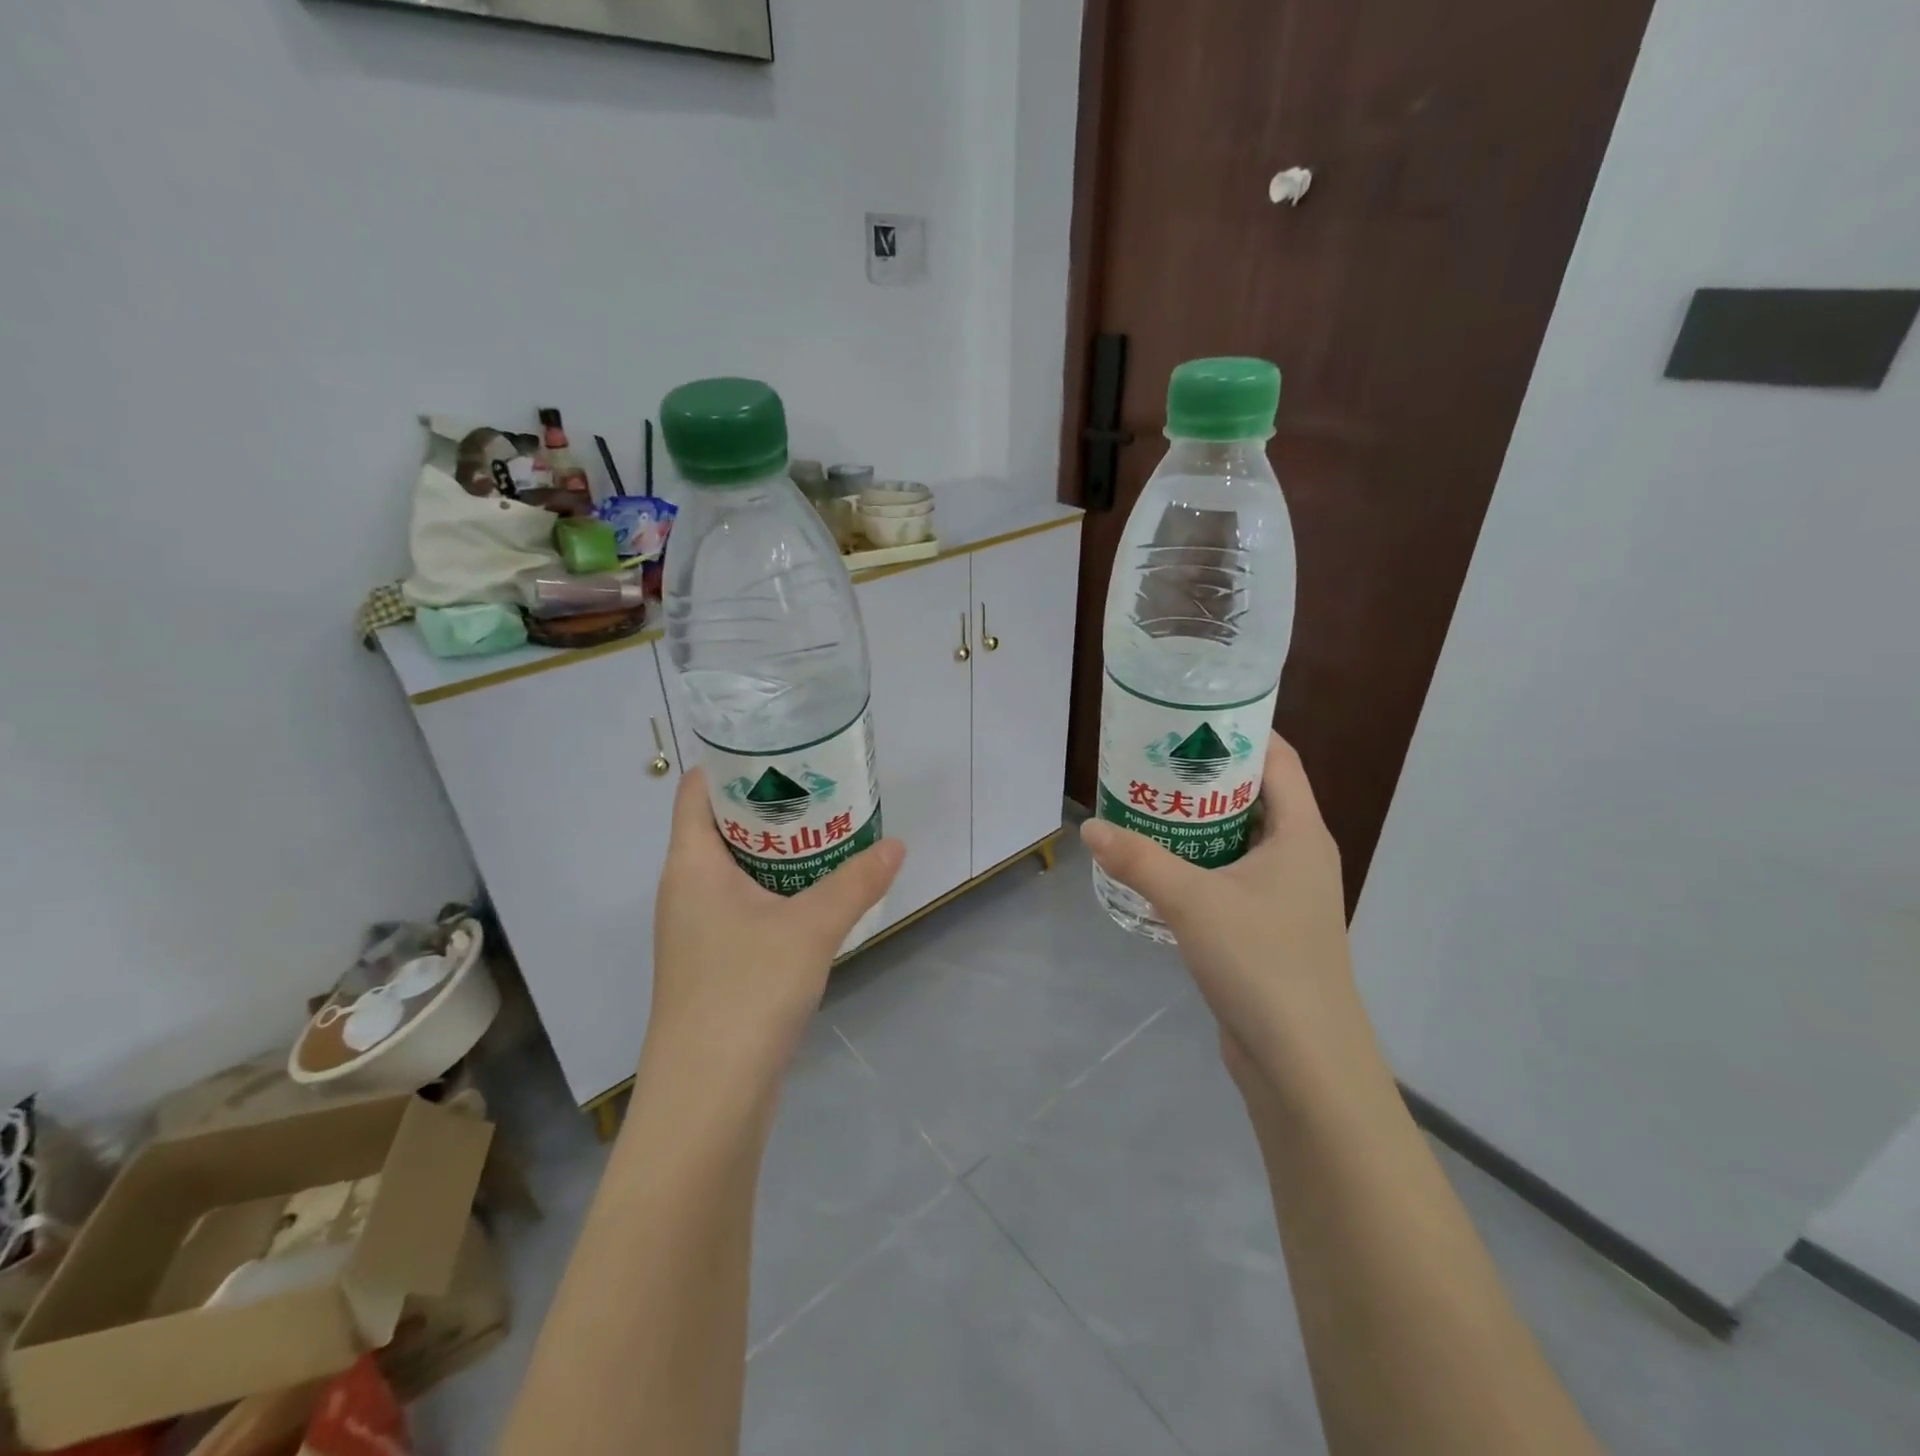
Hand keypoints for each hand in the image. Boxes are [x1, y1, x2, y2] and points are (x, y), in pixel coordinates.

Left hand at [648, 766, 903, 1086]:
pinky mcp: (715, 961)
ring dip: (780, 849)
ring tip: (830, 831)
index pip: (698, 789)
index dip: (735, 762)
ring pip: (738, 868)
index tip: (785, 749)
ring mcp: (697, 928)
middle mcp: (686, 889)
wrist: (709, 1097)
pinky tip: (819, 894)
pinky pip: (746, 904)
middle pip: (723, 825)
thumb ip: (856, 882)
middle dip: (773, 804)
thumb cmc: (746, 992)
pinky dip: (778, 888)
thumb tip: (897, 845)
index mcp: (691, 864)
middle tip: (825, 787)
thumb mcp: (810, 928)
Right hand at [1082, 733, 1378, 1103]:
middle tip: (1152, 758)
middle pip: (1254, 795)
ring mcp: (1285, 895)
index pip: (1278, 759)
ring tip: (1146, 803)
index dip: (1240, 730)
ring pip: (1239, 839)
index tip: (1189, 716)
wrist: (1303, 1062)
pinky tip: (1158, 865)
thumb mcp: (1193, 902)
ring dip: (1198, 822)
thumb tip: (1089, 828)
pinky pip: (1230, 876)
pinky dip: (1198, 862)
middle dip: (1205, 775)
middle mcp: (1298, 855)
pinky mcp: (1266, 928)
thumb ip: (1139, 860)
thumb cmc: (1262, 963)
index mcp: (1300, 833)